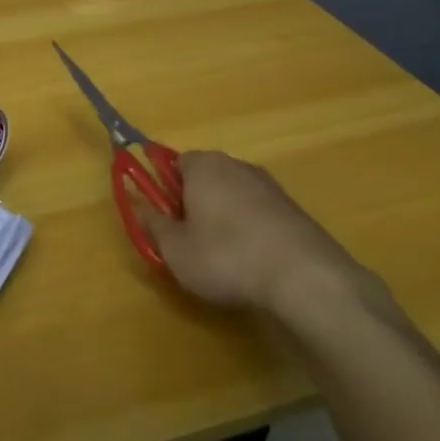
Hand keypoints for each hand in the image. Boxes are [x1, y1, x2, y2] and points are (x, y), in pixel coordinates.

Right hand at [132, 150, 394, 318]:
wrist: (304, 277)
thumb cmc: (226, 257)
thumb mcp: (175, 249)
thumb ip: (151, 221)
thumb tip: (135, 198)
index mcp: (203, 165)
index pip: (173, 163)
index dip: (164, 190)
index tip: (164, 221)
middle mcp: (237, 165)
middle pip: (204, 178)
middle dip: (193, 204)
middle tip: (187, 242)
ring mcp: (269, 185)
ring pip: (232, 196)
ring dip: (222, 219)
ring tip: (221, 258)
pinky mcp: (293, 209)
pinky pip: (257, 213)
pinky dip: (249, 231)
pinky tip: (251, 263)